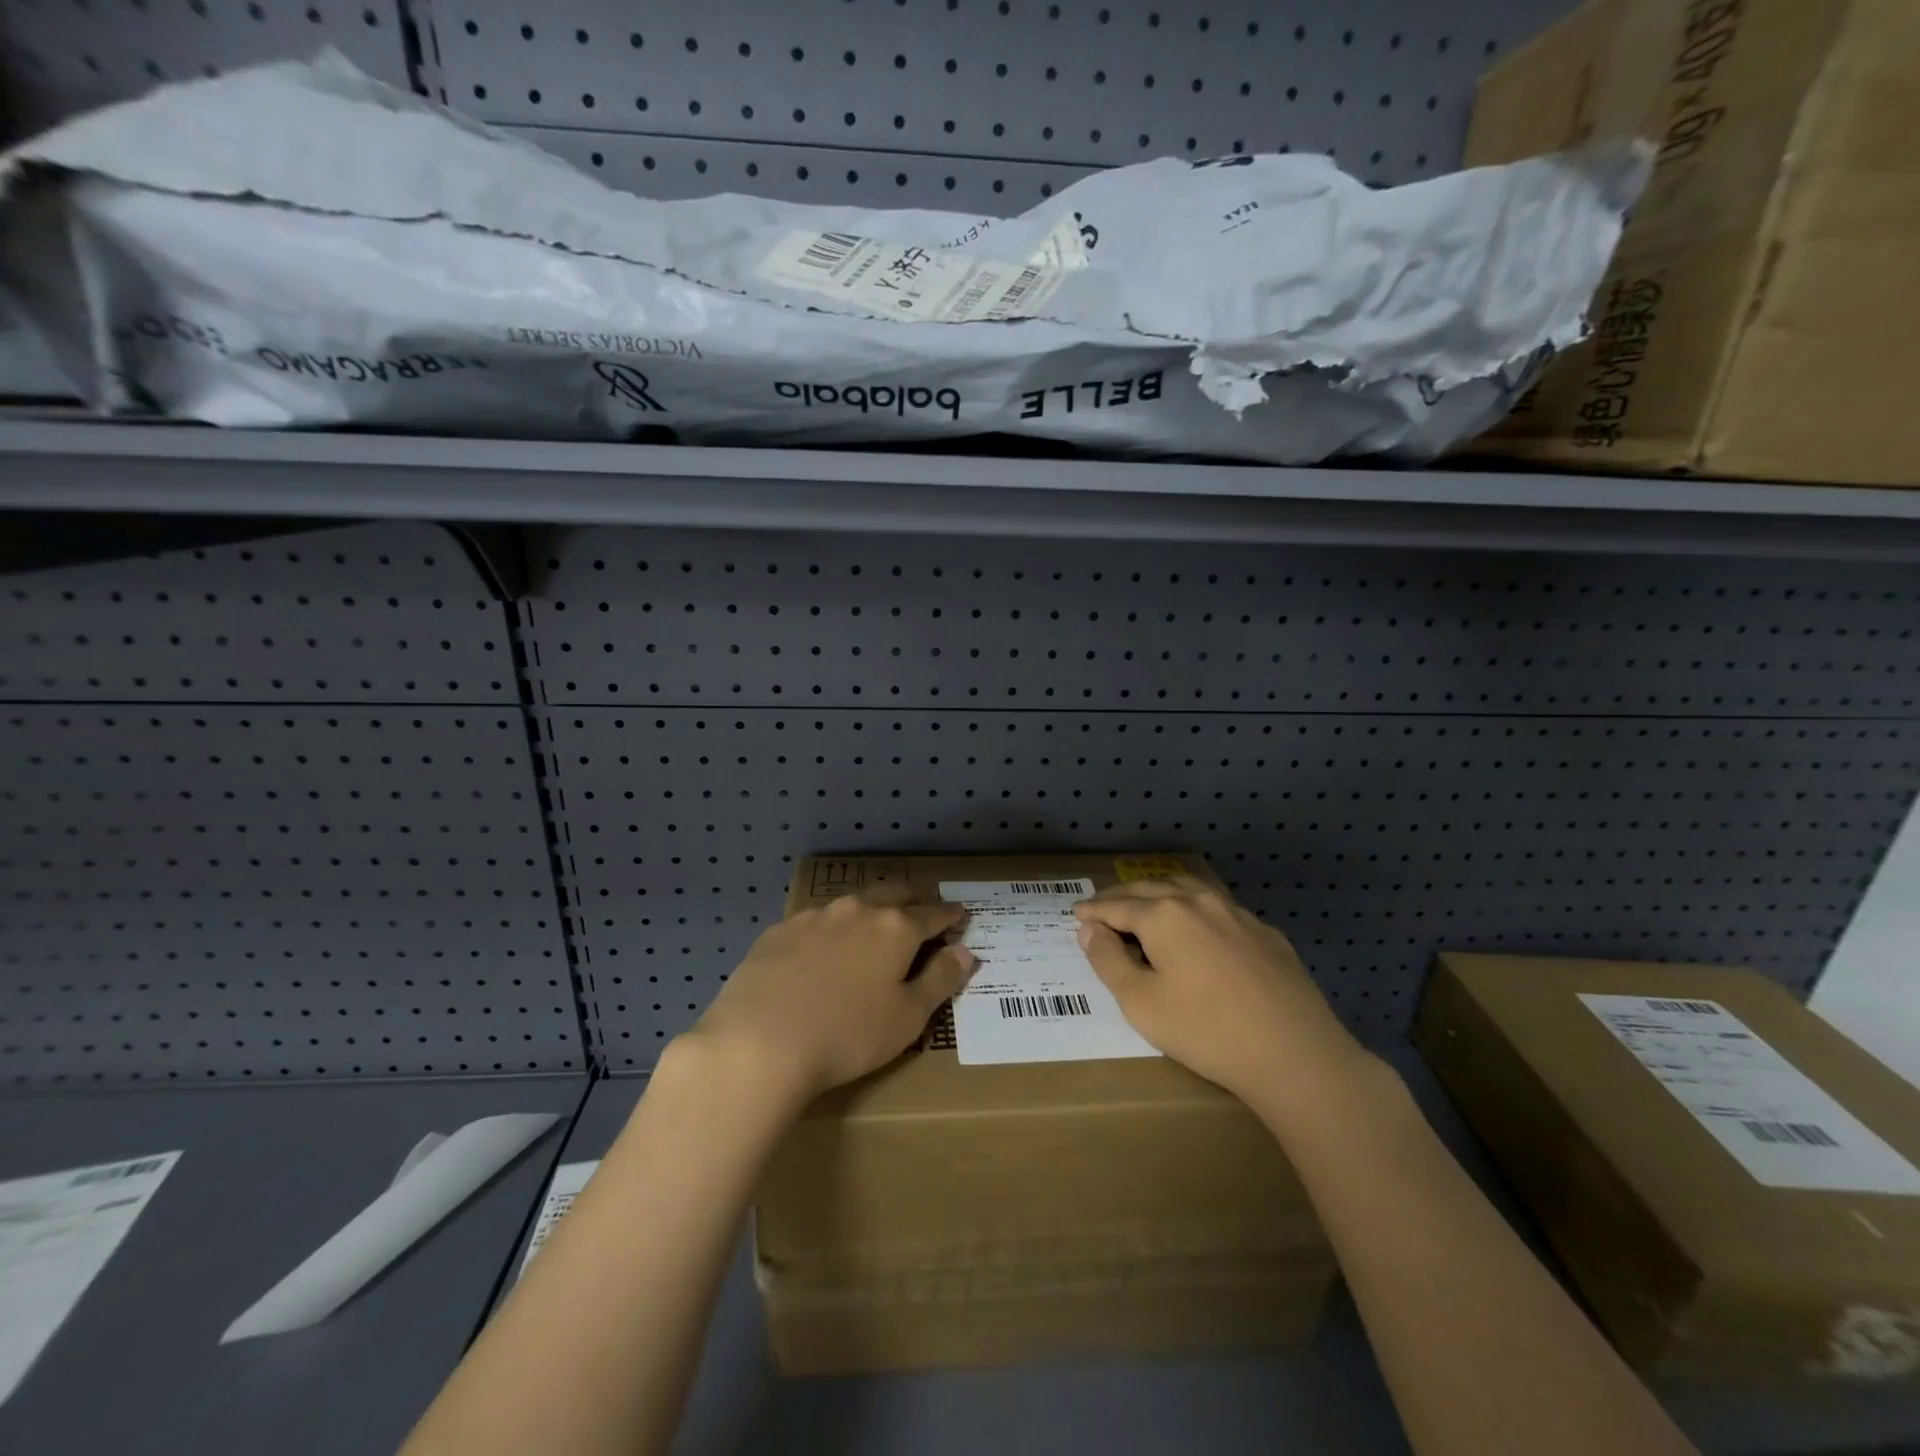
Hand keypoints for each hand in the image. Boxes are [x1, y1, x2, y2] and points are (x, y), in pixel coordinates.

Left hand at [682, 886, 976, 1107]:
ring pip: (853, 903)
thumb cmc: (847, 1035)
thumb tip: (965, 952)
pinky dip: (831, 930)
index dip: (950, 915)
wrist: (758, 1042)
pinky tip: (821, 952)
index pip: (933, 914)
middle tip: (920, 911)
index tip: (960, 914)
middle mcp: (858, 910)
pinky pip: (816, 922)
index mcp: (896, 928)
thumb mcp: (908, 1017)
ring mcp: (814, 916)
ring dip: (870, 911)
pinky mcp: (779, 931)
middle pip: (893, 893)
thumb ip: (940, 980)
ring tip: (872, 927)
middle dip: (912, 899)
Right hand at [1073, 877, 1362, 1103]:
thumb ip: (1108, 961)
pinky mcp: (1266, 933)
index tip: (1076, 913)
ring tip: (1146, 904)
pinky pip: (1220, 909)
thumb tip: (1089, 929)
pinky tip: (1199, 929)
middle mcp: (1198, 901)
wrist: (1294, 1054)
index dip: (1093, 910)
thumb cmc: (1206, 1031)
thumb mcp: (1141, 1003)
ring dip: (1160, 893)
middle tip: (1102, 906)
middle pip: (1150, 889)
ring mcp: (1237, 914)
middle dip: (1122, 896)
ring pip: (1189, 889)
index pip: (1117, 906)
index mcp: (1164, 915)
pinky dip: (1196, 910)